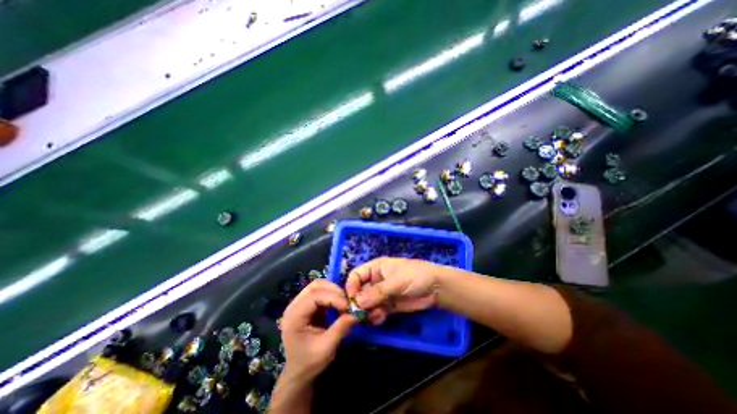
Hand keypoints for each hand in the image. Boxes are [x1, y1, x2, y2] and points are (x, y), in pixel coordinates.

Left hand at [281, 280, 358, 383]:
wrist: (298, 373)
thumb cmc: (309, 363)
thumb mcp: (326, 348)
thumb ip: (341, 328)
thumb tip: (358, 312)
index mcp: (294, 316)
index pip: (314, 296)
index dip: (333, 297)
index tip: (348, 306)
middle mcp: (294, 305)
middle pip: (316, 285)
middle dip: (334, 290)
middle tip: (347, 302)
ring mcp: (300, 303)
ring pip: (319, 285)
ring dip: (333, 291)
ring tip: (344, 302)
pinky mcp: (307, 305)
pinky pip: (321, 291)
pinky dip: (332, 294)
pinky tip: (339, 304)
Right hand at [345, 258, 439, 324]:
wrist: (436, 288)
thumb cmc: (415, 276)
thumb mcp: (395, 281)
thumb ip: (377, 291)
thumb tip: (357, 302)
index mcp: (376, 268)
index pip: (357, 275)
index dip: (351, 286)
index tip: (351, 299)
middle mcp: (377, 280)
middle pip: (360, 291)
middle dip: (358, 302)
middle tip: (358, 314)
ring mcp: (383, 294)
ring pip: (367, 303)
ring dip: (367, 311)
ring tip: (372, 317)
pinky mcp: (390, 305)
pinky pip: (377, 311)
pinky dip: (376, 316)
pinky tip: (379, 318)